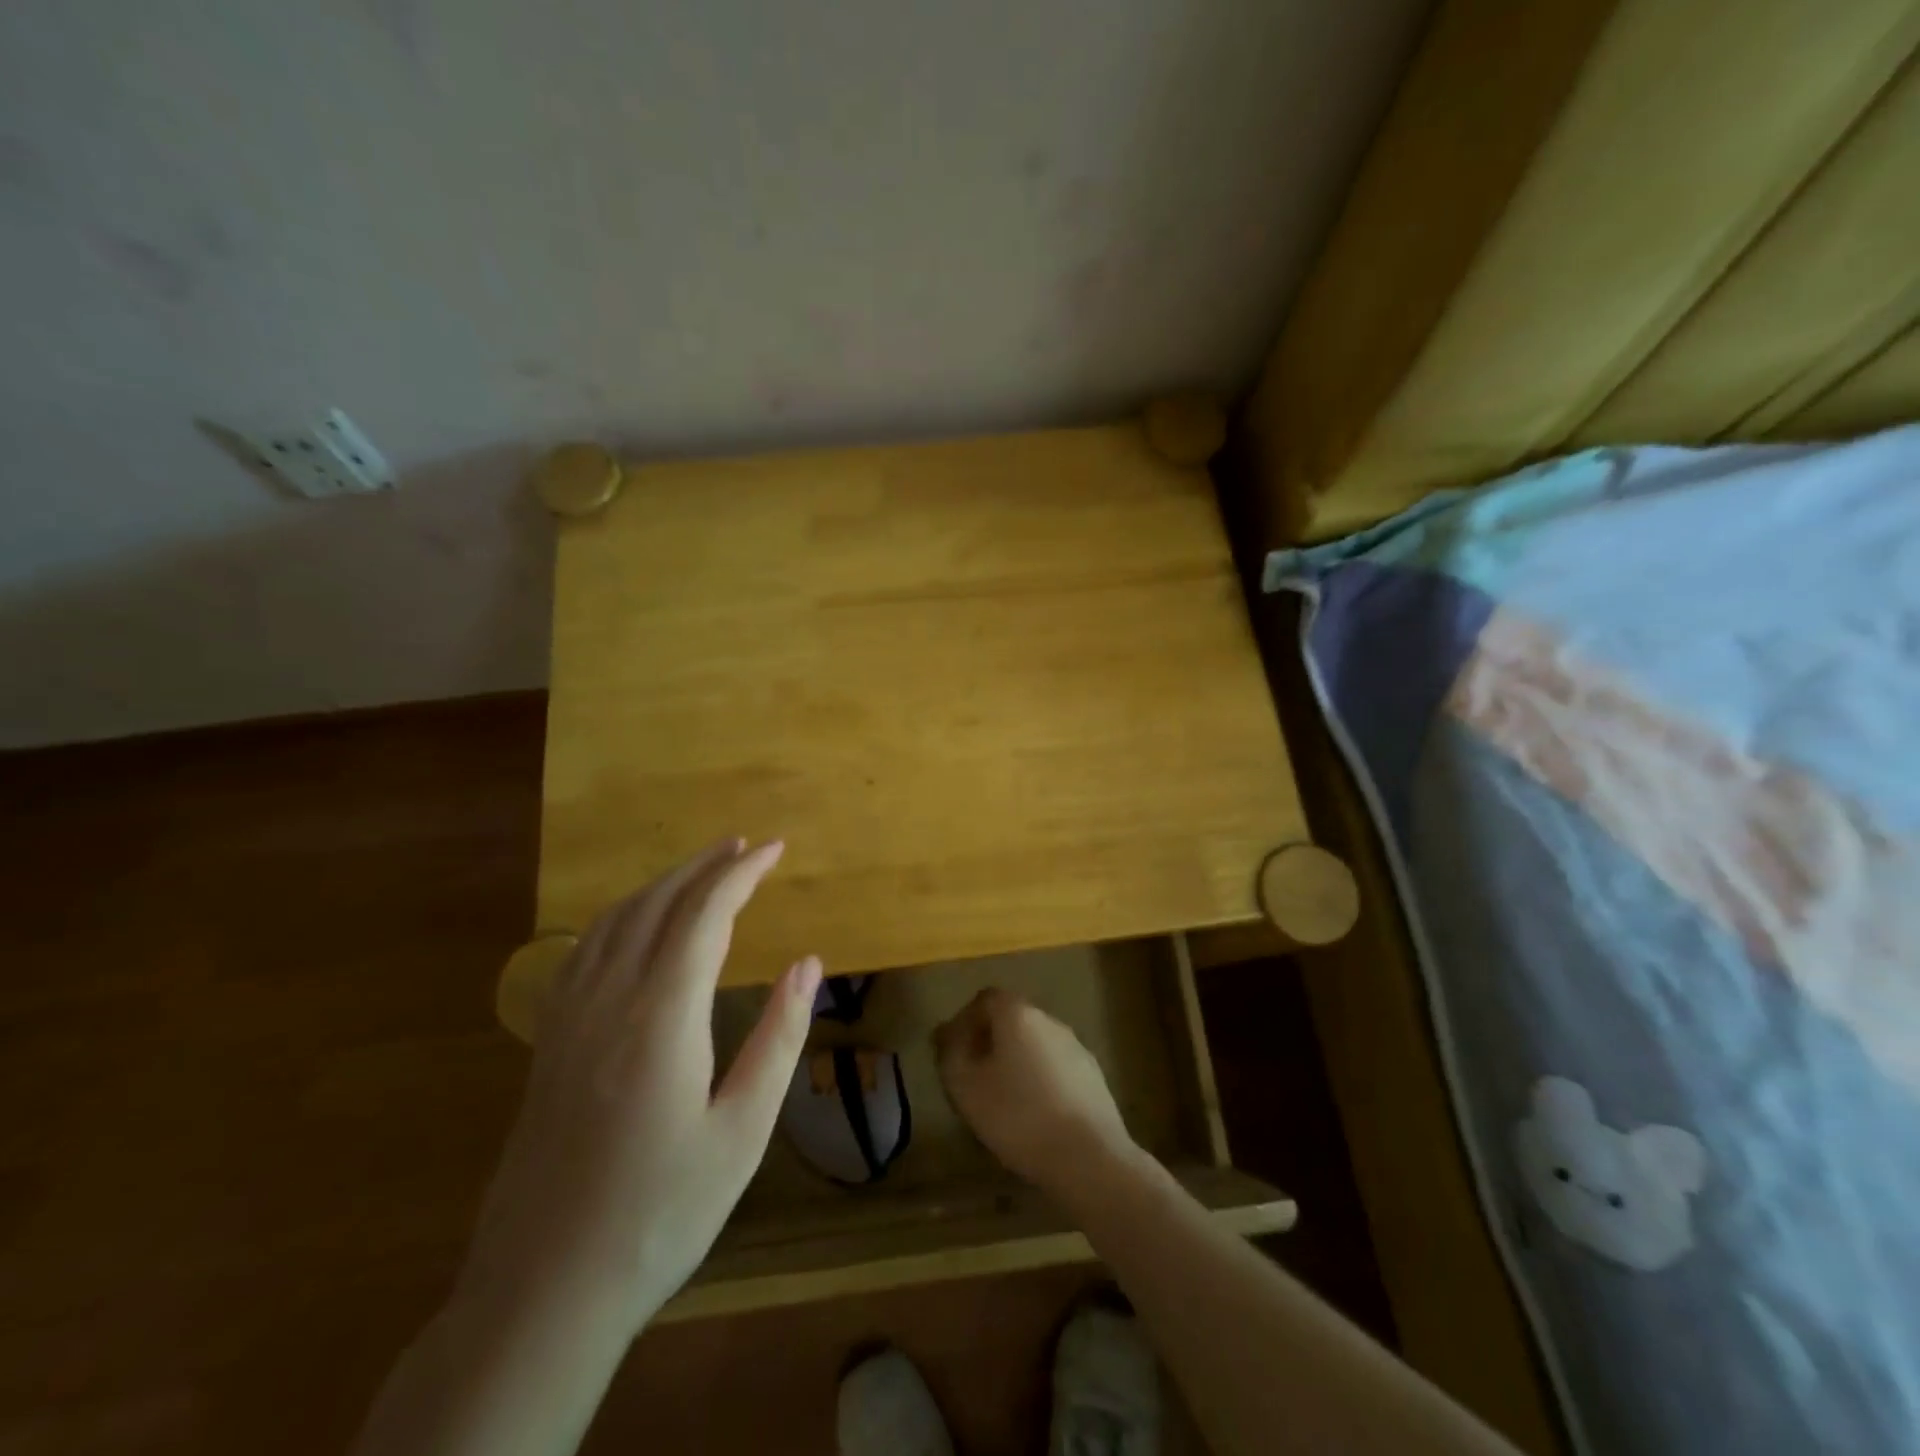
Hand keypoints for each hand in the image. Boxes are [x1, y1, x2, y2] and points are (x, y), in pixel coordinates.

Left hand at [460, 839, 821, 1331]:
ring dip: (662, 885)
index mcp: (662, 1017)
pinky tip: (634, 923)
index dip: (741, 873)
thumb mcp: (742, 1131)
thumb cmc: (661, 1213)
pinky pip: (584, 950)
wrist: (543, 1291)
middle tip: (744, 846)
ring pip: (615, 921)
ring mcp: (569, 1019)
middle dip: (703, 866)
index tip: (774, 849)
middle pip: (657, 905)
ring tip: (700, 869)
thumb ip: (778, 1037)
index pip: (705, 915)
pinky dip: (620, 916)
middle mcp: (610, 1000)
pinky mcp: (549, 1042)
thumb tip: (808, 963)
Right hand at [933, 987, 1143, 1196]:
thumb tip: (948, 1034)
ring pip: (1035, 1044)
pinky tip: (1035, 1113)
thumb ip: (951, 1054)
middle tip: (973, 1076)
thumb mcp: (966, 1087)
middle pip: (1012, 1019)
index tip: (953, 1052)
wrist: (1089, 1157)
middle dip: (990, 1041)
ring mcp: (1076, 1046)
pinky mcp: (1093, 1076)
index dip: (965, 1021)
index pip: (985, 999)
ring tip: (1003, 1099)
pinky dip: (1040, 1080)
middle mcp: (1049, 1020)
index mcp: (1018, 1014)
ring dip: (1016, 1061)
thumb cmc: (1018, 1116)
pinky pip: (1056, 1067)